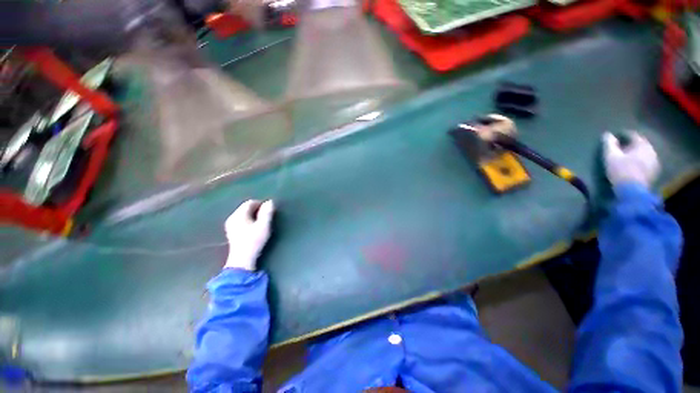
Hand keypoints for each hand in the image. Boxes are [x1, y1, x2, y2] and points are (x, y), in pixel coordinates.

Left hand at [224, 200, 274, 270]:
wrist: (242, 259)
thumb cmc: (254, 241)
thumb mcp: (264, 226)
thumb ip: (267, 213)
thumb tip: (270, 201)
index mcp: (239, 214)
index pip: (250, 202)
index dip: (261, 204)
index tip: (269, 211)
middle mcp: (232, 217)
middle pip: (245, 208)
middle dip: (257, 209)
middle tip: (266, 217)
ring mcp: (230, 225)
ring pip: (243, 214)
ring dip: (253, 215)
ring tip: (261, 223)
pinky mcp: (231, 232)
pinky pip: (241, 221)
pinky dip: (248, 221)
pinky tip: (253, 229)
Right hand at [602, 132, 659, 188]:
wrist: (632, 192)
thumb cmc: (620, 171)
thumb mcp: (610, 156)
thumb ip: (609, 144)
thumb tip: (607, 134)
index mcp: (642, 144)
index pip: (632, 135)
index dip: (623, 135)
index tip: (615, 137)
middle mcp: (651, 150)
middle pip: (640, 143)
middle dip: (631, 144)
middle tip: (620, 147)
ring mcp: (655, 161)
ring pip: (644, 153)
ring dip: (636, 153)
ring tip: (626, 157)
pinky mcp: (654, 171)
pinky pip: (647, 161)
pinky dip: (640, 161)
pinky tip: (633, 165)